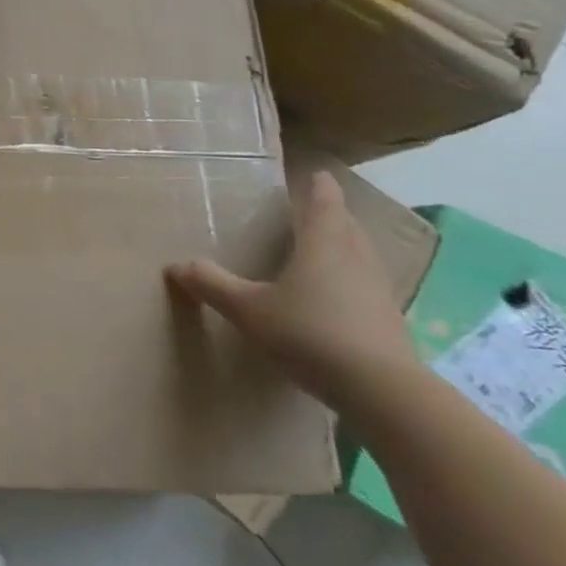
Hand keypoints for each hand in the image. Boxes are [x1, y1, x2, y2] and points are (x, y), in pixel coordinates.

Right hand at [164, 170, 418, 410]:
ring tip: (326, 248)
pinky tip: (339, 297)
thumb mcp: (249, 310)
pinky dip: (353, 279)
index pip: (324, 202)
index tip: (317, 174)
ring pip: (362, 255)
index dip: (320, 186)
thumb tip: (175, 265)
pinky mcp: (390, 321)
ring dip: (346, 245)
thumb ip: (213, 285)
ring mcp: (378, 290)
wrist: (383, 392)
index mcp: (323, 244)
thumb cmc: (310, 334)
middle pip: (347, 225)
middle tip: (314, 209)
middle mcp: (355, 258)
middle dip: (332, 214)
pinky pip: (368, 285)